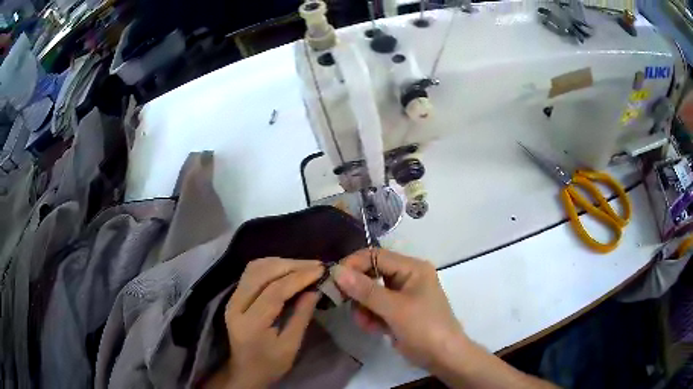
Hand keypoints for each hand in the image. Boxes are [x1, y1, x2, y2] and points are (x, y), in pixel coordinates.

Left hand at [211, 258, 322, 388]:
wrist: (245, 371)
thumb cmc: (270, 364)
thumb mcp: (290, 346)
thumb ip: (301, 316)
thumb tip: (315, 290)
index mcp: (251, 323)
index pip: (274, 291)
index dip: (298, 278)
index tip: (320, 271)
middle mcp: (236, 305)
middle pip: (262, 273)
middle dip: (291, 266)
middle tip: (316, 266)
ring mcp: (232, 298)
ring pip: (255, 268)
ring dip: (281, 263)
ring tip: (304, 266)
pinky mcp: (234, 296)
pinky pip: (251, 272)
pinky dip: (271, 266)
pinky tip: (287, 269)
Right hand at [333, 249, 468, 370]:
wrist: (443, 357)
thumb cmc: (424, 327)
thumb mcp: (395, 308)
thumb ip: (365, 290)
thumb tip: (337, 271)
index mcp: (412, 268)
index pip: (376, 256)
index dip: (354, 264)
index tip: (334, 278)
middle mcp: (407, 277)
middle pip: (372, 274)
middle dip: (358, 290)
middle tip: (341, 300)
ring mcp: (402, 296)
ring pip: (370, 293)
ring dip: (363, 308)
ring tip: (366, 323)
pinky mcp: (397, 312)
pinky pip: (375, 308)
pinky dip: (370, 317)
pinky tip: (373, 329)